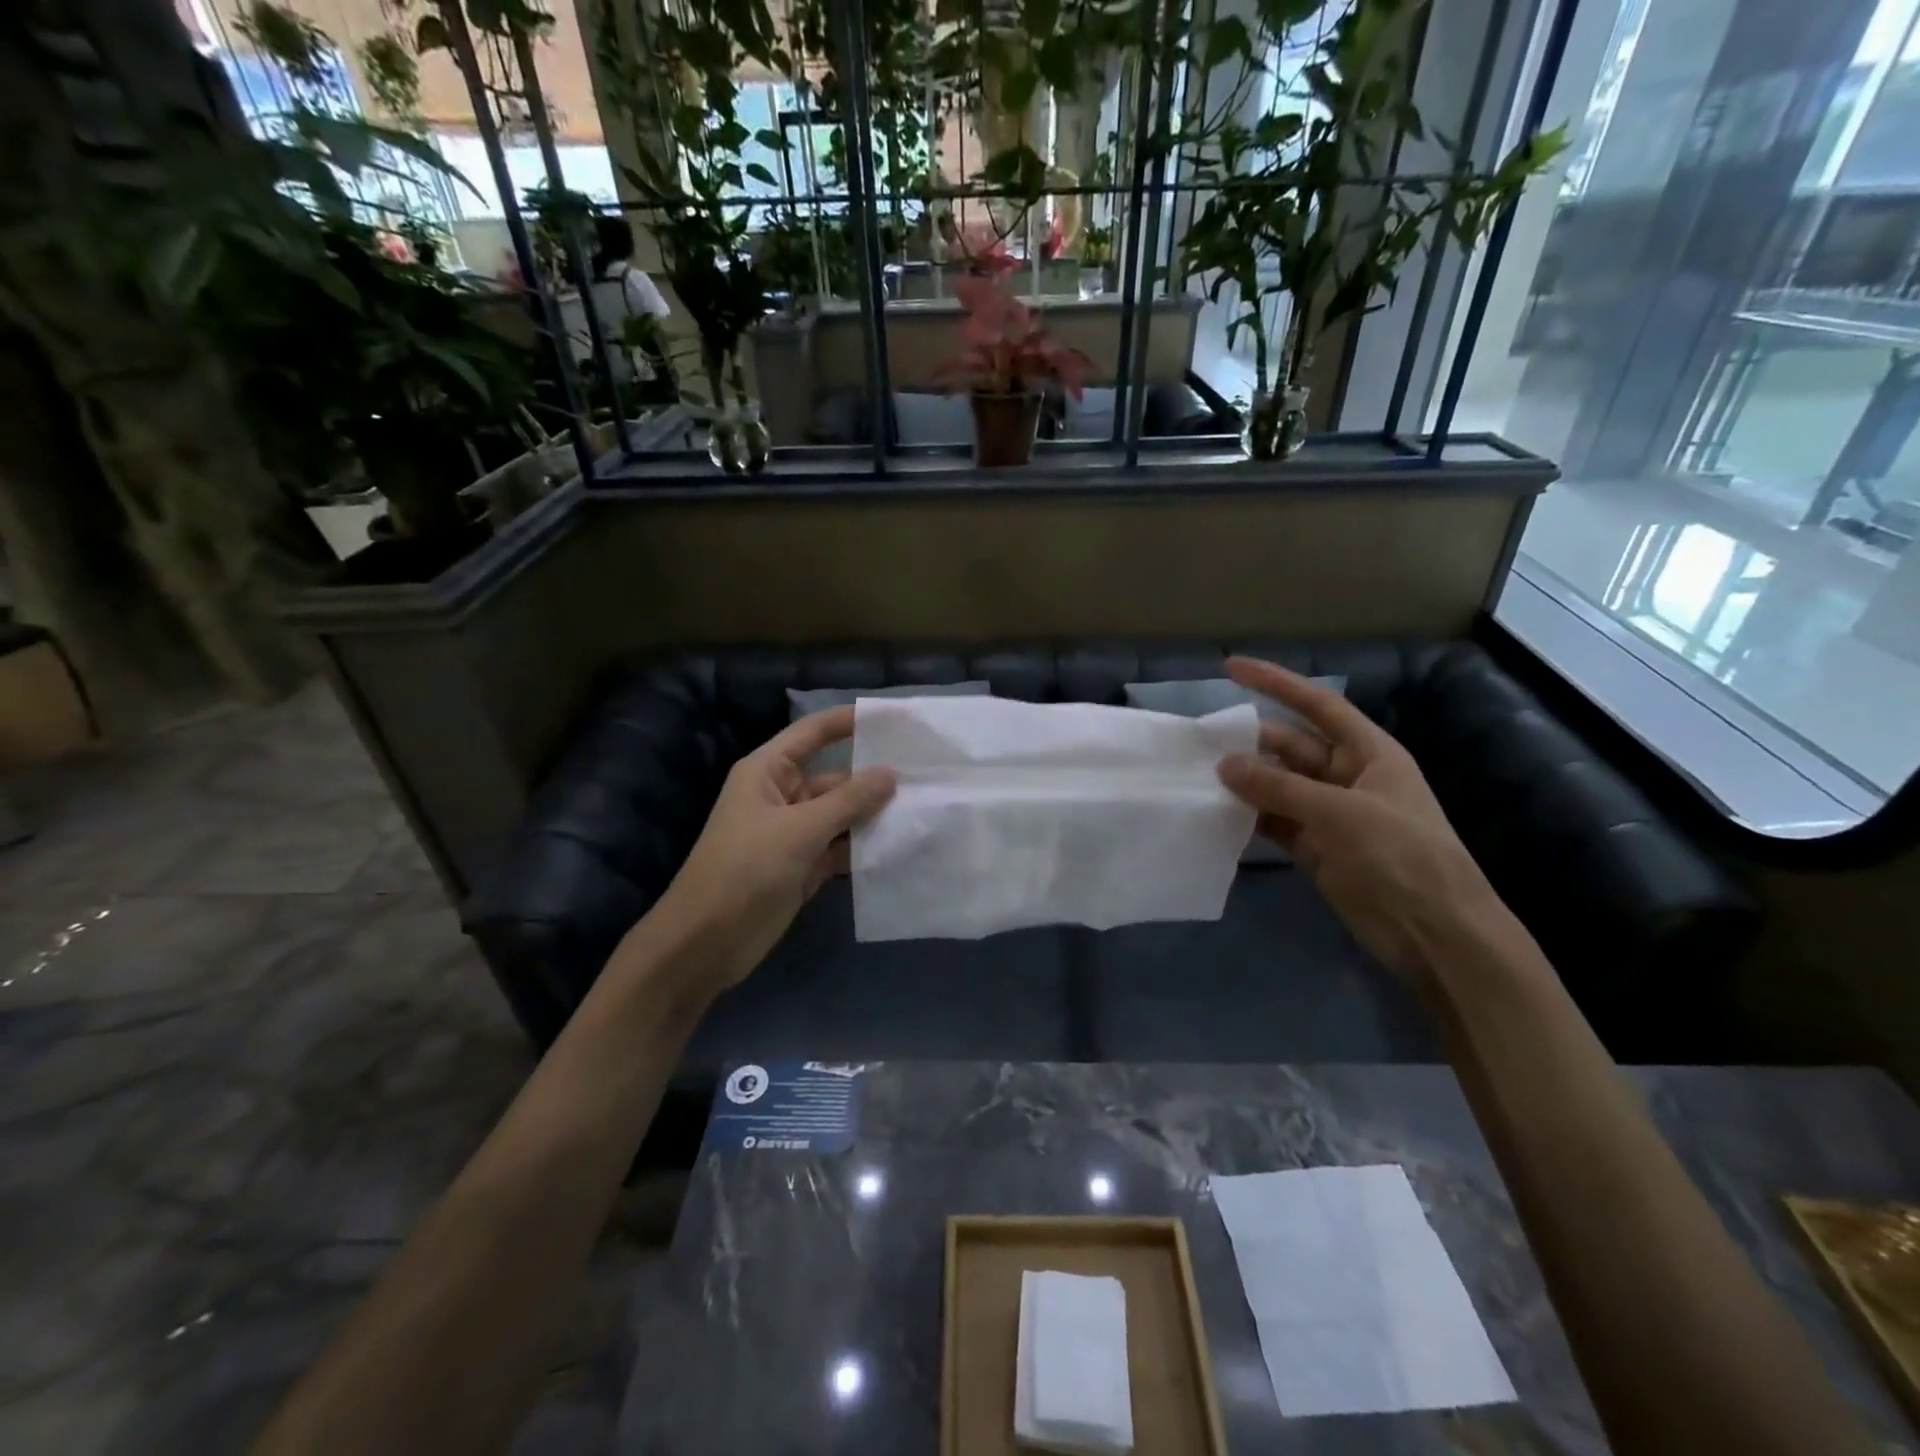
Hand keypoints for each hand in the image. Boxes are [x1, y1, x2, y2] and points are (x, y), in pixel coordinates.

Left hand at [658, 706, 895, 994]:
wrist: (706, 942)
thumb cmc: (745, 870)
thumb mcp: (800, 830)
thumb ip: (848, 801)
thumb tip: (891, 774)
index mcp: (768, 772)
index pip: (812, 733)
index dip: (849, 721)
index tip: (893, 717)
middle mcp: (781, 796)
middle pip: (834, 777)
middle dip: (873, 777)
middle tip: (925, 774)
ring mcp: (793, 833)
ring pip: (841, 814)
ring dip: (873, 815)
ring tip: (922, 808)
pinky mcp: (802, 866)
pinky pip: (839, 847)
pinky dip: (863, 847)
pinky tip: (900, 845)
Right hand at [1214, 657, 1504, 983]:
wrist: (1435, 933)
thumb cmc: (1401, 857)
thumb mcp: (1340, 814)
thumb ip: (1279, 787)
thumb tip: (1224, 764)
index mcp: (1369, 753)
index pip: (1317, 706)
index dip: (1276, 683)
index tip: (1230, 668)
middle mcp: (1346, 776)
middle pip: (1289, 746)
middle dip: (1249, 743)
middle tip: (1198, 743)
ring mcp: (1328, 813)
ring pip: (1276, 785)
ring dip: (1243, 782)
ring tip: (1196, 776)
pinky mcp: (1314, 847)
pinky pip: (1273, 821)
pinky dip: (1247, 817)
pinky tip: (1215, 813)